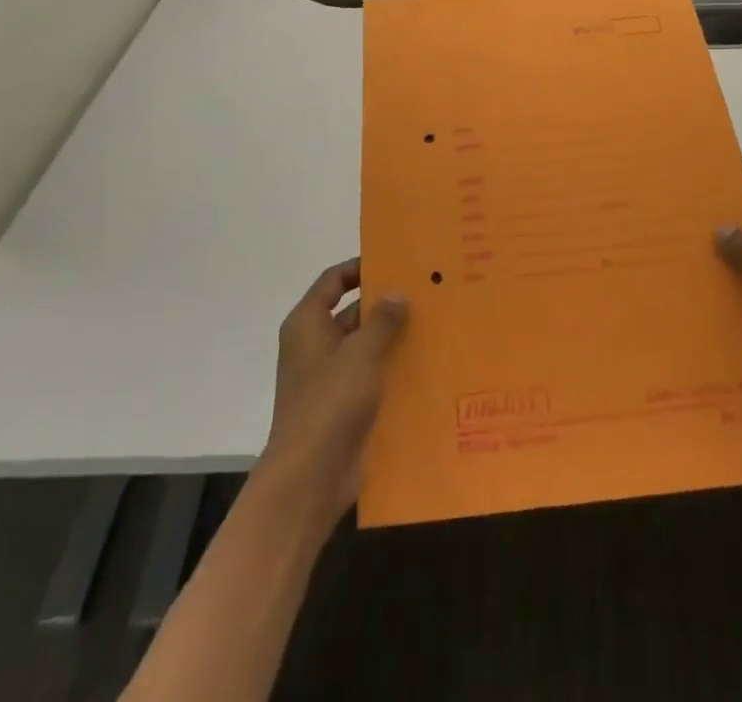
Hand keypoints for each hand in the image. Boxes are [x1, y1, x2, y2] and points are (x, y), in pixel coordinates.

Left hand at [259, 258, 407, 529]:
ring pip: (364, 346)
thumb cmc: (329, 403)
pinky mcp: (343, 406)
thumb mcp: (361, 353)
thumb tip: (397, 293)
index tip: (394, 262)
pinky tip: (425, 365)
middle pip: (351, 312)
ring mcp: (328, 378)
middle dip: (384, 304)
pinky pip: (370, 377)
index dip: (360, 268)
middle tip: (425, 293)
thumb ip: (382, 320)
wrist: (309, 479)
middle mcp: (314, 346)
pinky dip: (391, 369)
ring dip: (392, 338)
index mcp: (308, 324)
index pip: (333, 281)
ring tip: (434, 324)